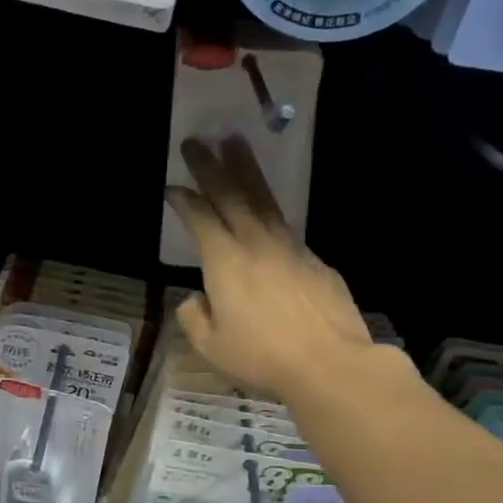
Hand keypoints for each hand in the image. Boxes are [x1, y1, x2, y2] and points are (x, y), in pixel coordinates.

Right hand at [165, 136, 374, 402]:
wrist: (330, 363)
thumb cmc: (262, 357)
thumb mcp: (211, 347)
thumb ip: (194, 318)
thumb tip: (195, 299)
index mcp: (224, 262)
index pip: (200, 218)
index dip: (184, 200)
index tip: (173, 186)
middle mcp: (256, 243)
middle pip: (231, 194)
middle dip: (211, 166)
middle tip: (197, 140)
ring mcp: (290, 248)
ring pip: (263, 200)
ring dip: (246, 170)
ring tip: (235, 143)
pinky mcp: (314, 261)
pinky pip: (286, 227)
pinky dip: (270, 210)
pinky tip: (266, 213)